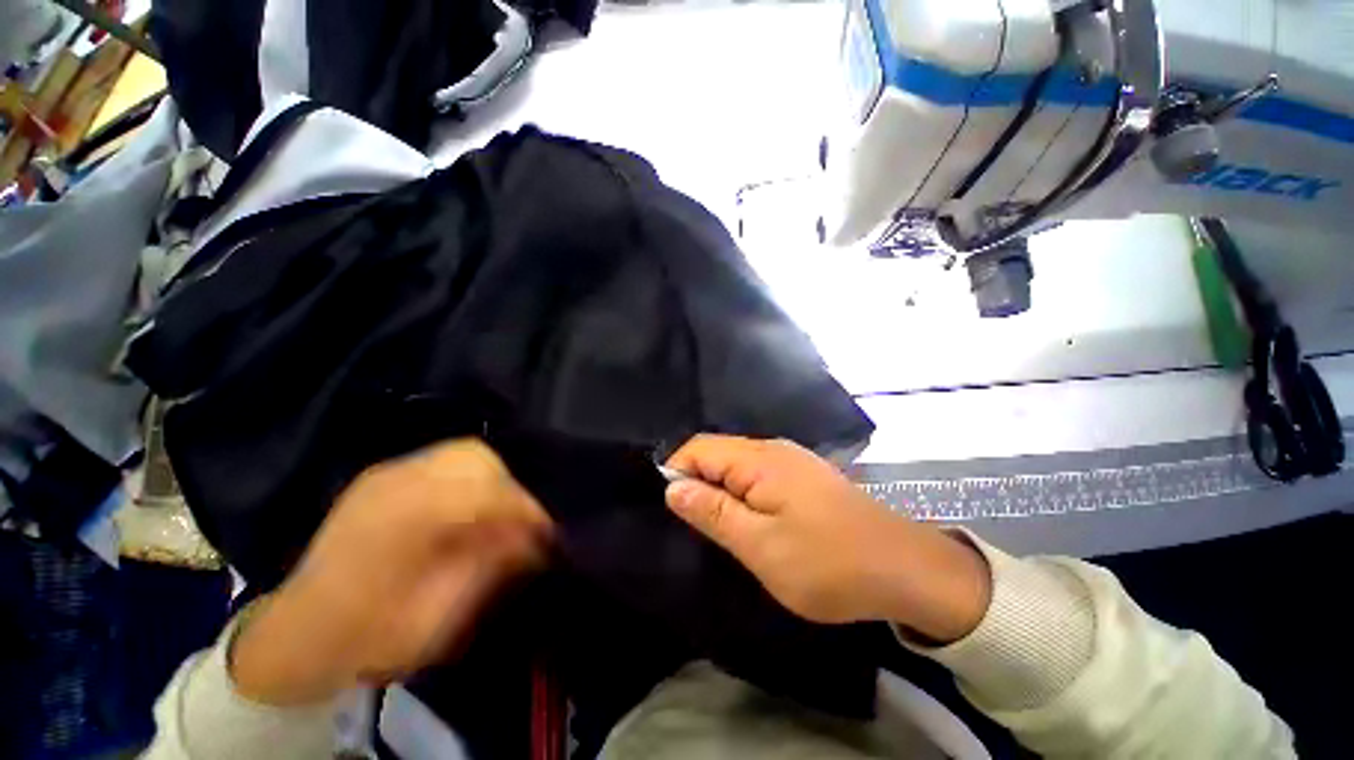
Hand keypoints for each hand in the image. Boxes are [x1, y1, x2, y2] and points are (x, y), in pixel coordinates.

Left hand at [231, 440, 552, 704]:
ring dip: (492, 476)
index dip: (526, 510)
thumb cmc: (369, 637)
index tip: (549, 532)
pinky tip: (469, 504)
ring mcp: (388, 474)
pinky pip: (443, 460)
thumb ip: (489, 567)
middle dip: (511, 485)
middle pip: (475, 457)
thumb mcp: (438, 618)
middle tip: (521, 520)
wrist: (298, 636)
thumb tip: (535, 536)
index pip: (488, 493)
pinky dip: (470, 475)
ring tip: (499, 511)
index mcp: (406, 519)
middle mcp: (397, 483)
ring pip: (462, 452)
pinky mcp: (384, 476)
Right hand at [665, 435, 989, 642]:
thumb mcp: (759, 545)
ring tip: (722, 529)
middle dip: (699, 483)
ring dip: (721, 491)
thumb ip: (712, 512)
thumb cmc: (827, 562)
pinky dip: (744, 494)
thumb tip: (672, 487)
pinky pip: (759, 475)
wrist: (906, 570)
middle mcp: (774, 448)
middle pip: (718, 452)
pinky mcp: (805, 476)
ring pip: (738, 465)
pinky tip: (752, 521)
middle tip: (697, 527)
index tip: (672, 510)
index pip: (698, 447)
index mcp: (759, 458)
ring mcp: (793, 460)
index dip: (676, 471)